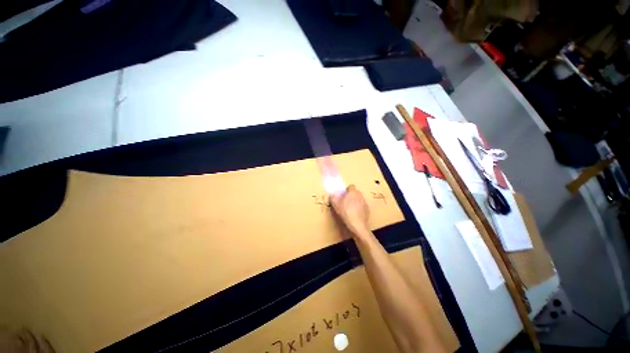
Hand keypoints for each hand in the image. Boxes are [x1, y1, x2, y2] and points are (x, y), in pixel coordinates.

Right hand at [330, 185, 370, 238]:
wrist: (357, 224)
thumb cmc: (346, 212)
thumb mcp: (336, 204)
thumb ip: (333, 197)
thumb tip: (331, 194)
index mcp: (353, 192)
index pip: (351, 186)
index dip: (346, 190)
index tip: (342, 195)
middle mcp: (360, 195)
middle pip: (355, 192)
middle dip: (350, 196)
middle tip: (344, 201)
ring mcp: (365, 203)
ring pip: (358, 199)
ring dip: (354, 202)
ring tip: (349, 209)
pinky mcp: (367, 210)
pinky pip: (361, 206)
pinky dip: (358, 209)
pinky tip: (354, 214)